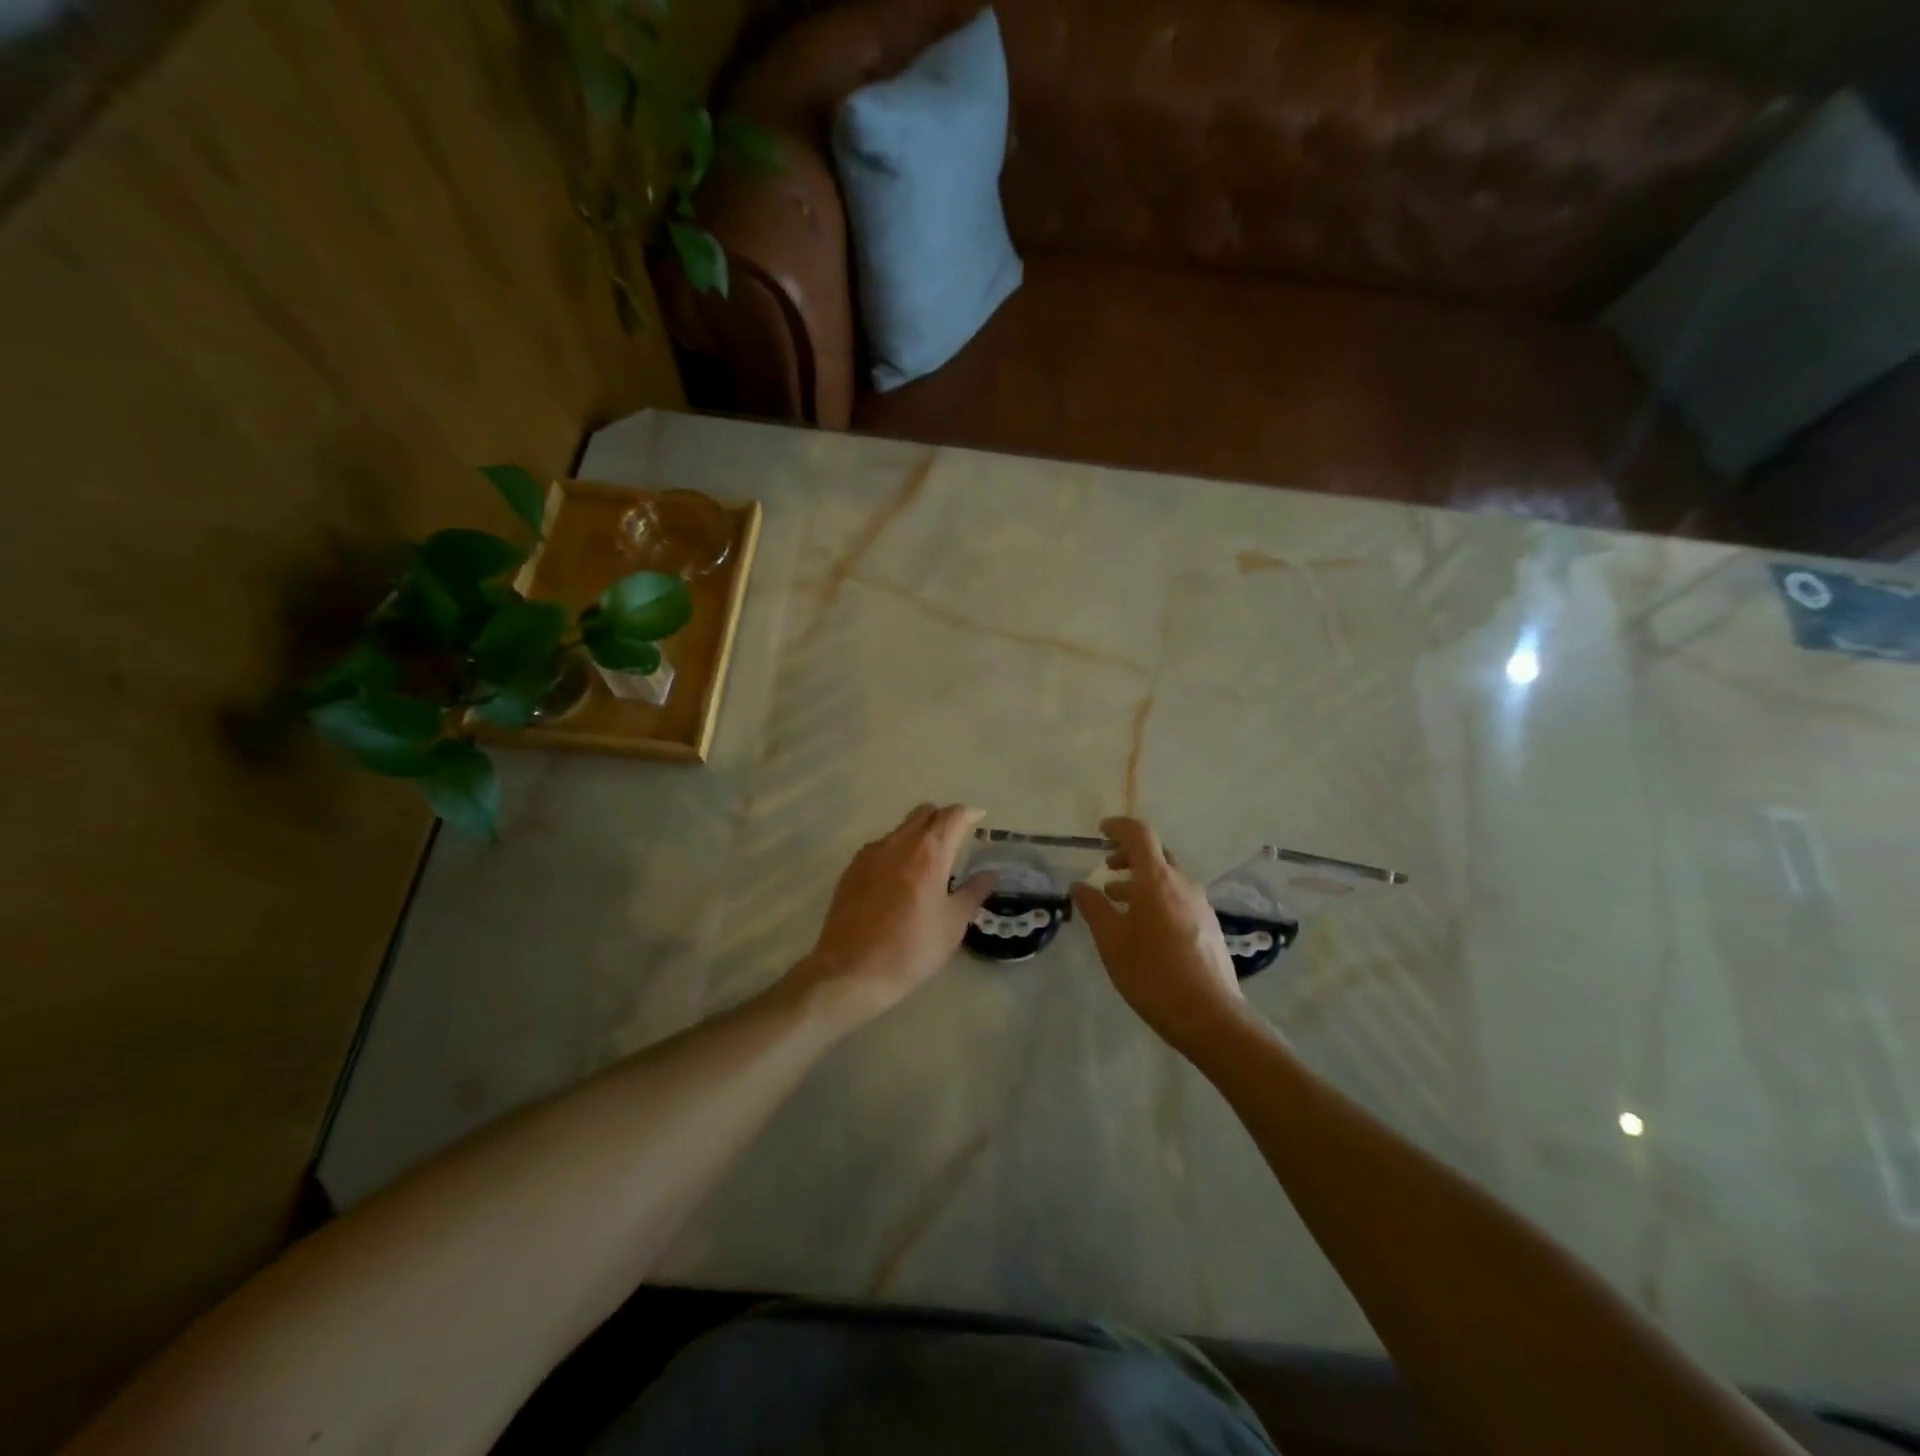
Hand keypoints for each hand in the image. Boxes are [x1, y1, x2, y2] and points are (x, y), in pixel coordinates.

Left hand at [786, 803, 997, 1030]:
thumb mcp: (952, 924)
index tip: (980, 818)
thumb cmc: (911, 949)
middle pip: (924, 813)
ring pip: (900, 829)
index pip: (952, 816)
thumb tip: (989, 874)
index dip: (969, 813)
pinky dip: (897, 851)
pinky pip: (881, 847)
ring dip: (918, 834)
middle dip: (943, 818)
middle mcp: (898, 842)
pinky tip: (900, 879)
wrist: (851, 971)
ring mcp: (870, 853)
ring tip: (928, 862)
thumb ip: (973, 892)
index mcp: (928, 852)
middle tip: (957, 838)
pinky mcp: (851, 869)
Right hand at [1072, 817, 1249, 1054]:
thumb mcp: (1111, 941)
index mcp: (1156, 880)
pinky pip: (1178, 898)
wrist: (1208, 1015)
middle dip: (1129, 855)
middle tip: (1107, 867)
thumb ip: (1094, 908)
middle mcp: (1182, 884)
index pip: (1139, 835)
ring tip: (1118, 900)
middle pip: (1156, 854)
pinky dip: (1156, 898)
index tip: (1100, 831)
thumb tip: (1079, 886)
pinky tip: (1144, 927)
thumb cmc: (1151, 974)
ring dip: (1141, 881)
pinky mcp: (1208, 926)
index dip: (1118, 827)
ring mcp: (1200, 905)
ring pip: (1167, 879)